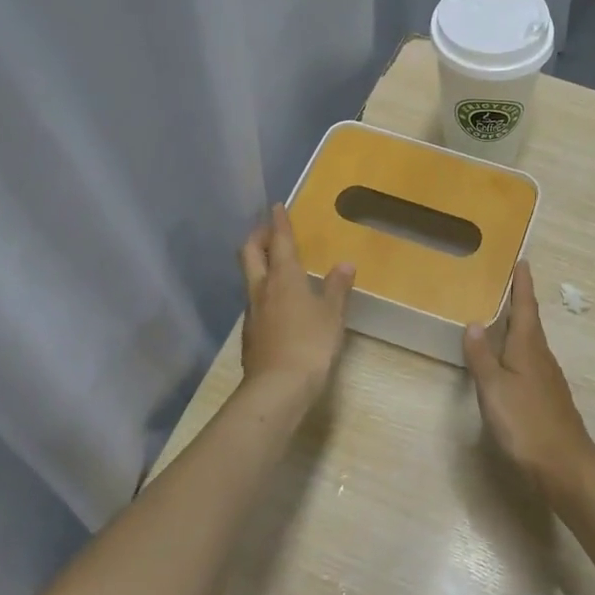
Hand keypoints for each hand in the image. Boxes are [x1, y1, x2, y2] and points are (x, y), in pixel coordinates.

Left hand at [239, 204, 354, 400]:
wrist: (277, 388)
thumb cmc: (310, 344)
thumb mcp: (332, 315)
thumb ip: (337, 288)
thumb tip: (344, 264)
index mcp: (283, 278)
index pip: (280, 242)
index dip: (278, 222)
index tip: (276, 206)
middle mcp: (262, 289)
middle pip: (251, 254)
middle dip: (258, 237)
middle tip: (267, 229)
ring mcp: (252, 312)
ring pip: (250, 277)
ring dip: (259, 264)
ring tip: (274, 264)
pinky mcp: (251, 334)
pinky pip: (255, 302)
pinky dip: (263, 291)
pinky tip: (277, 303)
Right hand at [462, 261, 594, 494]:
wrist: (565, 466)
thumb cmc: (526, 422)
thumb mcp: (494, 388)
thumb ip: (482, 356)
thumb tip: (474, 323)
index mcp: (529, 347)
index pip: (526, 307)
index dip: (522, 285)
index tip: (522, 261)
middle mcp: (542, 357)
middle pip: (531, 322)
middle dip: (520, 302)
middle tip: (506, 284)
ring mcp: (548, 379)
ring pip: (531, 343)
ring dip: (519, 327)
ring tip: (502, 318)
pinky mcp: (548, 398)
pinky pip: (531, 362)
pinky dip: (519, 351)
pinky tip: (510, 362)